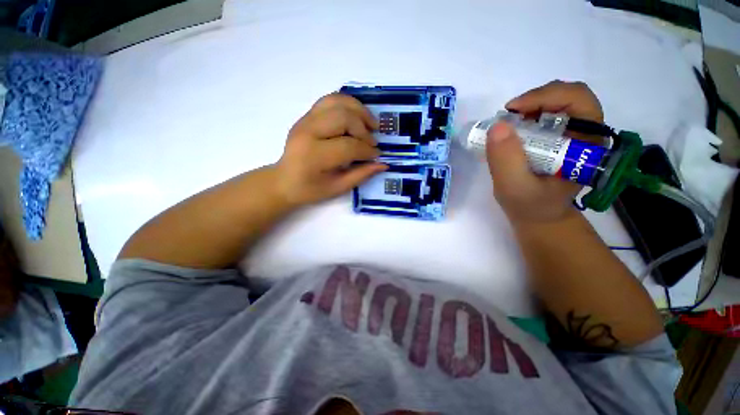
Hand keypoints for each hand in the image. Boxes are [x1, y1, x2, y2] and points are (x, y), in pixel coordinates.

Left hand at [275, 93, 387, 206]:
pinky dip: (347, 104)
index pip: (348, 146)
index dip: (367, 150)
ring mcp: (306, 120)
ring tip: (370, 123)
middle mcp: (308, 132)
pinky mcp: (307, 116)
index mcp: (314, 155)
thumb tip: (383, 164)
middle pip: (344, 118)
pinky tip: (357, 115)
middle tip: (373, 141)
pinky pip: (330, 100)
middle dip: (364, 129)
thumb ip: (361, 174)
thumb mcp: (337, 188)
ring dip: (359, 110)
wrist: (284, 180)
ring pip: (337, 102)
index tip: (377, 155)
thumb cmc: (310, 189)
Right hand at [486, 81, 603, 224]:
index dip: (546, 96)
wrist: (538, 215)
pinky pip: (546, 114)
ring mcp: (572, 134)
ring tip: (508, 124)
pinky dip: (526, 114)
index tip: (512, 111)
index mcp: (587, 145)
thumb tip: (498, 126)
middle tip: (508, 116)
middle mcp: (586, 134)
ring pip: (557, 101)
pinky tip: (513, 130)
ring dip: (529, 106)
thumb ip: (506, 160)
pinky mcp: (559, 137)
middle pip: (570, 95)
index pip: (579, 101)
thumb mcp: (514, 188)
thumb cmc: (529, 206)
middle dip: (536, 99)